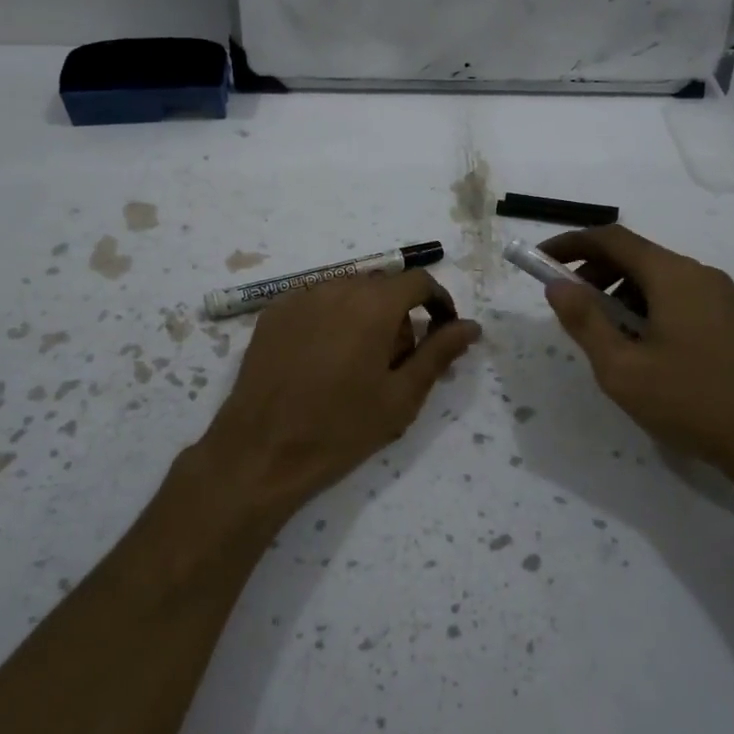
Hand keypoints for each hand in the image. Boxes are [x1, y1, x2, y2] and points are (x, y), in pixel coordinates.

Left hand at [181, 271, 479, 522]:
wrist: (262, 451)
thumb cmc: (341, 428)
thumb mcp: (402, 396)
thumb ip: (439, 353)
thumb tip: (471, 326)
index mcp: (373, 304)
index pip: (418, 281)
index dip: (438, 303)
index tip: (441, 333)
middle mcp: (336, 287)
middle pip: (382, 286)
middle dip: (398, 314)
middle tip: (395, 362)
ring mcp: (300, 297)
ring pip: (348, 292)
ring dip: (364, 315)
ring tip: (356, 363)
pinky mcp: (273, 312)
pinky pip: (316, 302)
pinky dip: (331, 319)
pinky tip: (322, 359)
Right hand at [540, 226, 733, 509]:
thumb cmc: (691, 401)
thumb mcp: (622, 368)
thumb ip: (585, 322)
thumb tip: (557, 285)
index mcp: (672, 275)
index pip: (611, 238)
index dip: (571, 243)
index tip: (540, 259)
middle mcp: (698, 274)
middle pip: (634, 254)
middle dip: (593, 271)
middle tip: (568, 304)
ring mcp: (719, 295)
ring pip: (656, 277)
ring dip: (619, 291)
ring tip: (602, 333)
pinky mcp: (729, 318)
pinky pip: (676, 295)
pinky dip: (645, 305)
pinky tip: (640, 346)